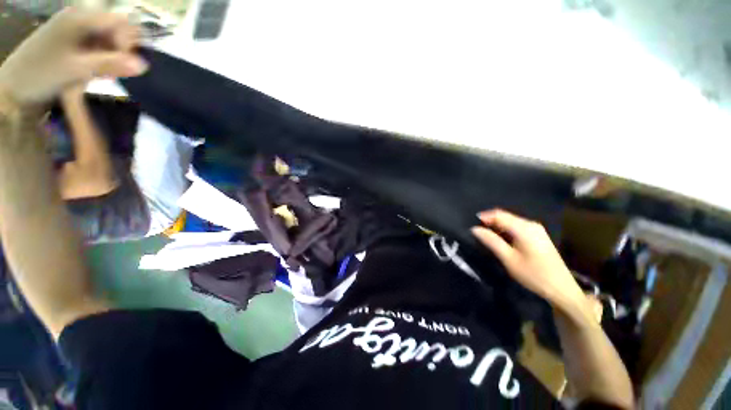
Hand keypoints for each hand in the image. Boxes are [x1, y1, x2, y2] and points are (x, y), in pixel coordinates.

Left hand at [0, 8, 147, 106]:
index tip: (125, 65)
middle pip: (115, 28)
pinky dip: (101, 57)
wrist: (13, 88)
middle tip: (114, 71)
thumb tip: (144, 65)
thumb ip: (110, 64)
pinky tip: (94, 70)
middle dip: (120, 50)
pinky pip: (96, 43)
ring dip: (111, 55)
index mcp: (80, 18)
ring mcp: (74, 27)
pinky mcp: (70, 38)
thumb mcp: (77, 70)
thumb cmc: (41, 75)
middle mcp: (79, 16)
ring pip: (107, 37)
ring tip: (102, 73)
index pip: (120, 22)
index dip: (128, 42)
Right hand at [471, 209, 585, 311]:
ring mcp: (536, 229)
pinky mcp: (538, 236)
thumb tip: (474, 229)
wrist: (561, 289)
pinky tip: (500, 240)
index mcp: (524, 228)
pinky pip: (517, 227)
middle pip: (505, 216)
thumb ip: (491, 241)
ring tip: (485, 236)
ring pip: (510, 221)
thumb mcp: (509, 259)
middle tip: (476, 232)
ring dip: (497, 226)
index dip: (483, 217)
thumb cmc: (533, 274)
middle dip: (489, 222)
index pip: (499, 215)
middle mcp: (531, 224)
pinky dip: (505, 231)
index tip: (471, 225)